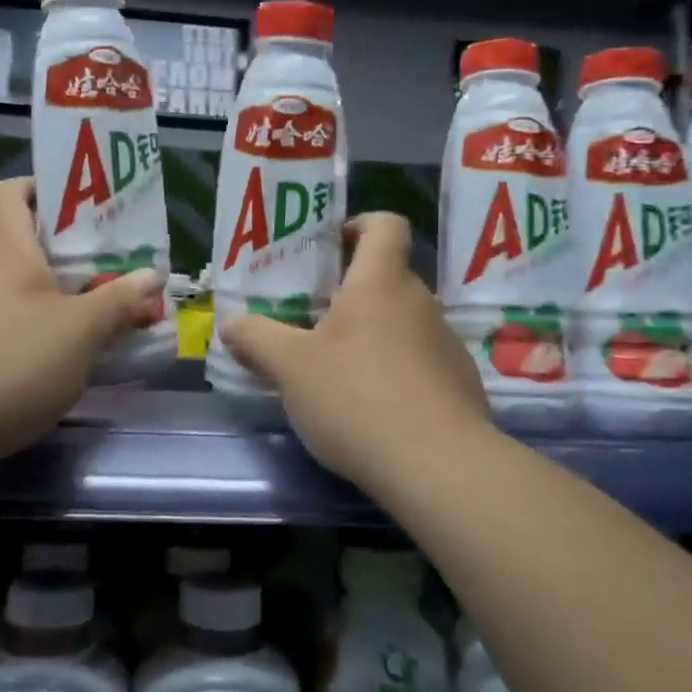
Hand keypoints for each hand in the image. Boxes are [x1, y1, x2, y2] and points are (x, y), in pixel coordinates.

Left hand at [0, 178, 163, 467]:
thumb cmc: (12, 361)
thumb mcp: (82, 331)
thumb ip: (120, 301)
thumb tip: (153, 276)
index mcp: (4, 249)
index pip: (10, 193)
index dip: (41, 187)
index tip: (78, 203)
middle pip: (18, 246)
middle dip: (63, 255)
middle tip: (105, 269)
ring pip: (9, 292)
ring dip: (47, 300)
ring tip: (88, 321)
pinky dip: (25, 334)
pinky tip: (50, 364)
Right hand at [223, 213, 492, 487]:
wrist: (439, 466)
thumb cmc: (356, 397)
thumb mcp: (290, 367)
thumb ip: (256, 338)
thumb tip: (231, 323)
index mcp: (380, 282)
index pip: (385, 225)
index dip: (359, 225)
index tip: (330, 249)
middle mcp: (420, 302)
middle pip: (388, 278)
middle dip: (350, 293)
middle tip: (312, 321)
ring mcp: (446, 344)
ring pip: (403, 322)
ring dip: (372, 335)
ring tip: (337, 371)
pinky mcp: (461, 384)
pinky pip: (421, 361)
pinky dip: (396, 372)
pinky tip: (373, 409)